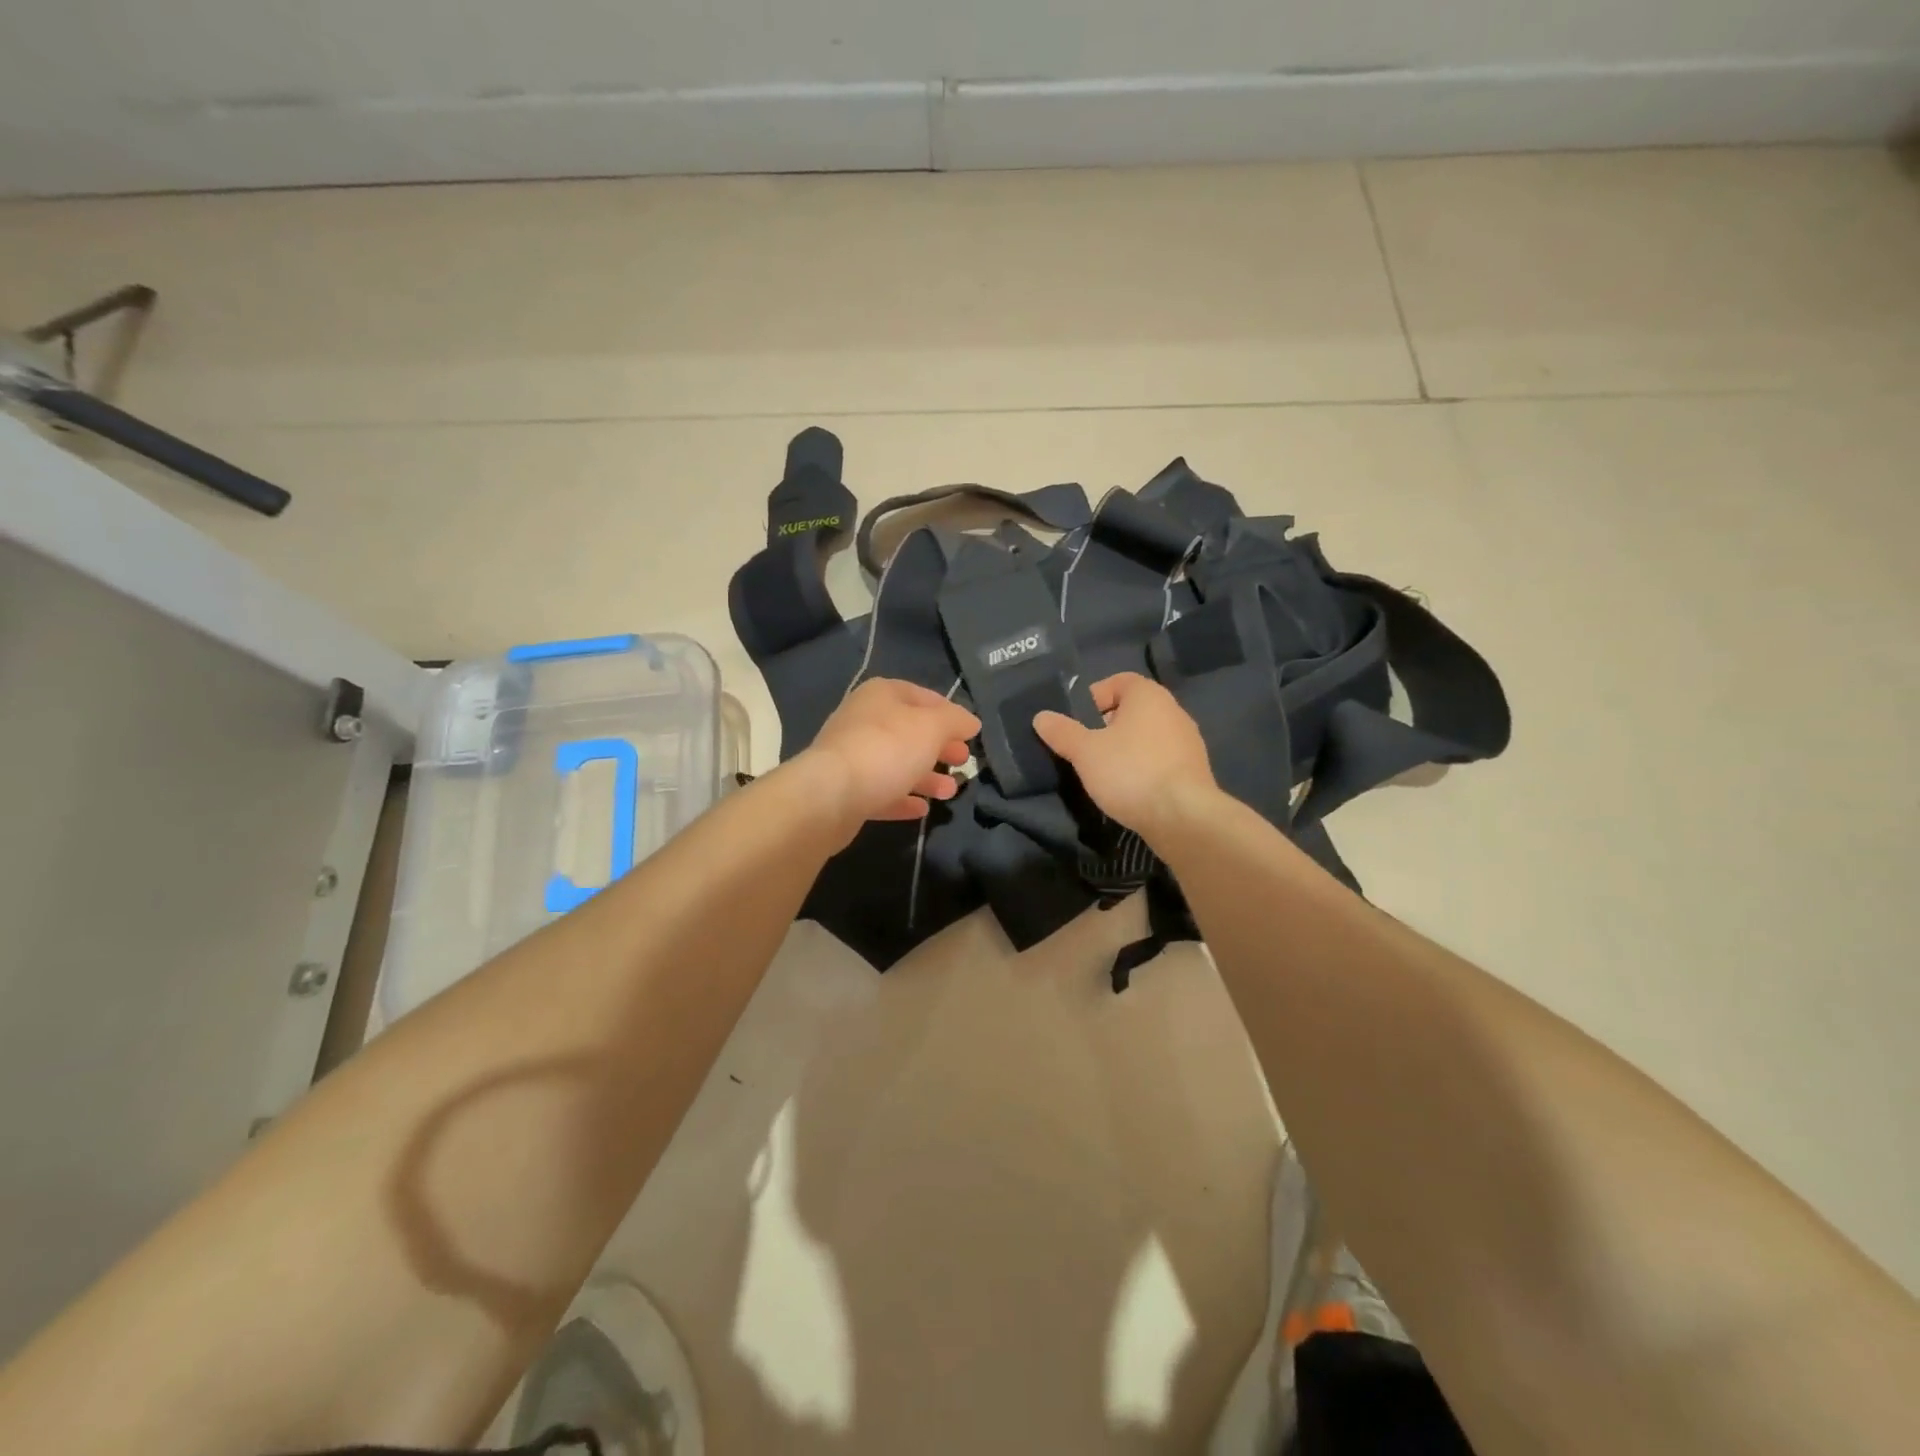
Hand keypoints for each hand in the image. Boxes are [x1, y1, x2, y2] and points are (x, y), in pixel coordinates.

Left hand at [801, 678, 980, 831]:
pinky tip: (922, 809)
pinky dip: (902, 797)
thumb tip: (971, 722)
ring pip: (897, 763)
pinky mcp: (845, 790)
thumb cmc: (887, 749)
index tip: (970, 733)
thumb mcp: (932, 727)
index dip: (949, 712)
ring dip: (926, 777)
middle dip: (940, 747)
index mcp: (881, 695)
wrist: (830, 795)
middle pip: (910, 731)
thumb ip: (955, 721)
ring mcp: (852, 755)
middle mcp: (864, 719)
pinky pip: (881, 791)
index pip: (923, 696)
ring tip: (950, 792)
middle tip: (964, 762)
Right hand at [1032, 673, 1217, 841]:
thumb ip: (1062, 732)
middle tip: (1085, 749)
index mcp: (1149, 696)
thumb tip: (1041, 717)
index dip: (1094, 697)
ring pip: (1147, 736)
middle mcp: (1173, 711)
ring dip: (1125, 749)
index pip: (1118, 681)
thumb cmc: (1130, 772)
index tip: (1076, 722)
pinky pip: (1161, 759)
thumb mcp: (1085, 752)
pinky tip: (1129, 790)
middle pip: (1132, 710)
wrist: (1183, 817)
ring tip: (1104, 773)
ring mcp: (1188, 742)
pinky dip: (1143, 768)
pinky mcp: (1194, 771)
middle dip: (1106, 726)